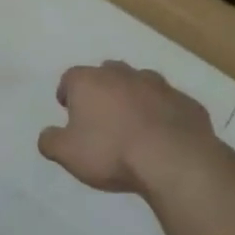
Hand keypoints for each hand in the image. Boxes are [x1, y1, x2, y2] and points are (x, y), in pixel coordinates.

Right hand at [39, 61, 220, 194]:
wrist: (174, 160)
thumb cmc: (111, 152)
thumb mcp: (67, 154)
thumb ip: (50, 141)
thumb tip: (47, 135)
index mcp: (89, 82)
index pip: (70, 78)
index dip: (67, 93)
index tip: (68, 111)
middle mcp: (123, 75)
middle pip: (106, 74)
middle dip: (102, 90)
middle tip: (101, 116)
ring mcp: (159, 86)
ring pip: (141, 84)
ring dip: (134, 99)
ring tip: (133, 125)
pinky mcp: (187, 102)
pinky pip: (169, 104)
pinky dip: (163, 114)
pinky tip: (163, 136)